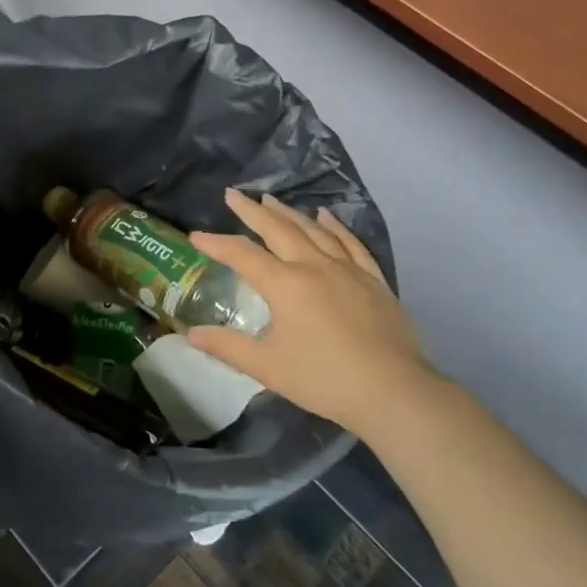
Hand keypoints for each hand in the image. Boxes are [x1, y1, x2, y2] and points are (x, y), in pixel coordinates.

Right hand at [188, 190, 435, 434]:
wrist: (394, 391)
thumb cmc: (324, 379)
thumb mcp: (267, 367)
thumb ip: (227, 347)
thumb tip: (192, 334)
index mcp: (285, 284)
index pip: (242, 254)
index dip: (216, 243)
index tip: (196, 236)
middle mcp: (314, 266)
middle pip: (278, 229)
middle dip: (252, 210)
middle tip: (233, 194)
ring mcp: (347, 269)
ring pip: (313, 230)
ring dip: (288, 212)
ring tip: (271, 199)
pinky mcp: (373, 280)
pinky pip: (350, 243)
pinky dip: (335, 226)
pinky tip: (326, 216)